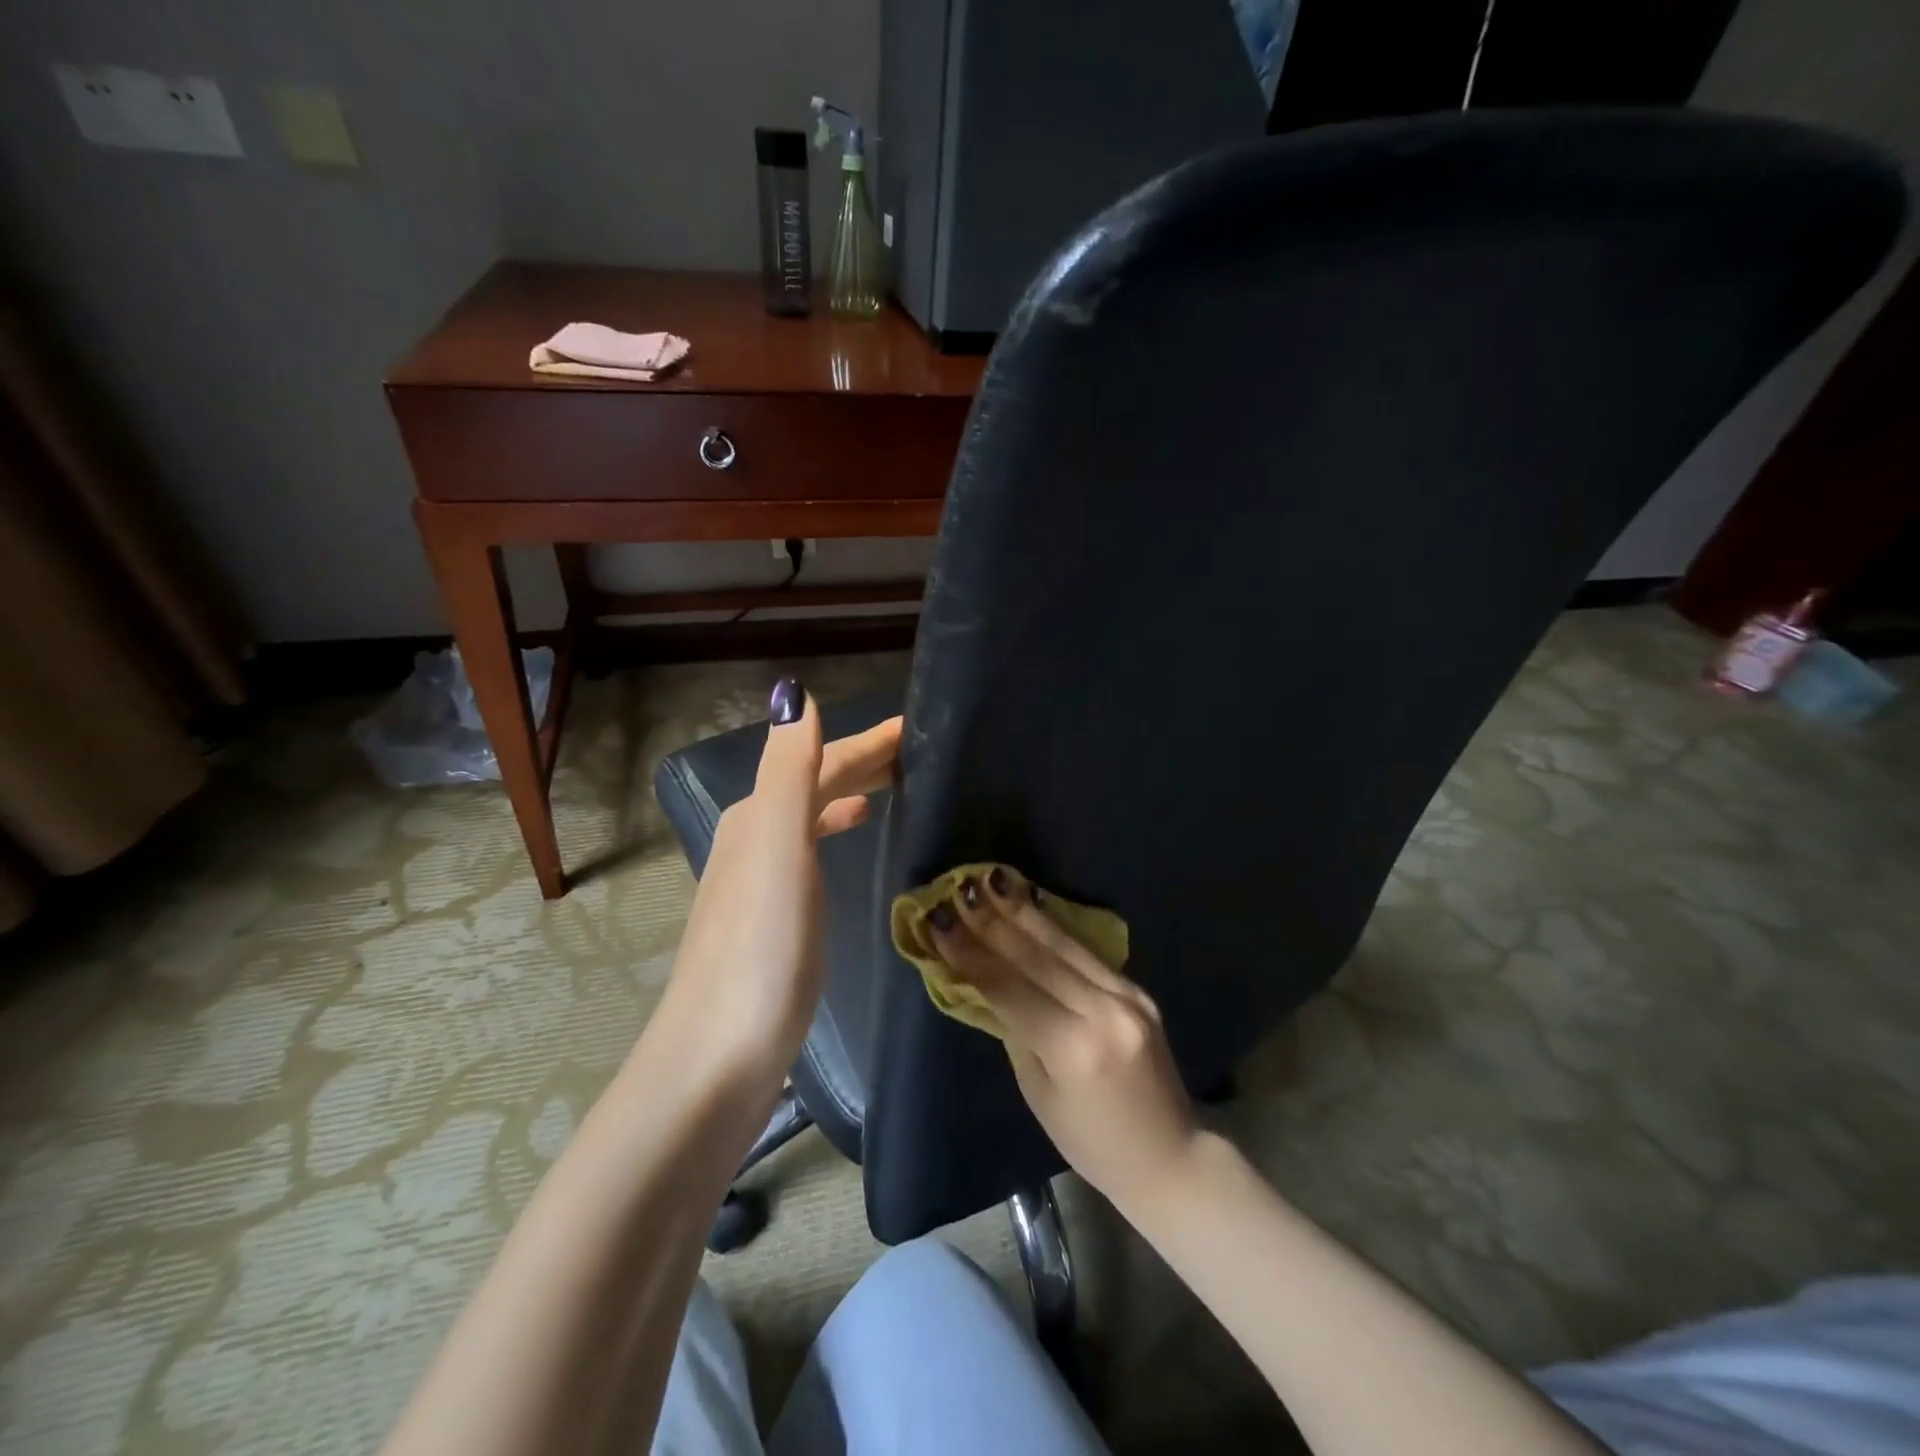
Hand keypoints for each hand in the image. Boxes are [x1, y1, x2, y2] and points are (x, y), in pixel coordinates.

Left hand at [653, 680, 899, 1086]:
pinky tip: (853, 836)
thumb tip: (793, 693)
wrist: (720, 1050)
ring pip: (813, 814)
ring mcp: (761, 878)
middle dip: (862, 760)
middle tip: (917, 750)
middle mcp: (755, 836)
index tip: (916, 725)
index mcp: (759, 814)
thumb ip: (789, 769)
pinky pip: (812, 848)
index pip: (821, 759)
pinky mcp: (774, 915)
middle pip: (815, 782)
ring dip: (849, 791)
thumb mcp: (778, 846)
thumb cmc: (762, 945)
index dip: (868, 741)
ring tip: (892, 785)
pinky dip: (835, 828)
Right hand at [926, 866, 1199, 1214]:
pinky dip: (1055, 927)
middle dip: (992, 920)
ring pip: (1064, 944)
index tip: (938, 920)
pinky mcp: (1138, 990)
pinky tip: (1032, 904)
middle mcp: (1103, 1011)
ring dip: (1023, 910)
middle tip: (960, 889)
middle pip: (1036, 956)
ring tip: (992, 880)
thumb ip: (1015, 1031)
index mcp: (1072, 1047)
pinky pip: (1088, 952)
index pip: (1009, 987)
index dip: (969, 952)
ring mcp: (1127, 995)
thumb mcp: (1038, 1094)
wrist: (1170, 1156)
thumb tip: (987, 982)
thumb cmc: (1091, 1142)